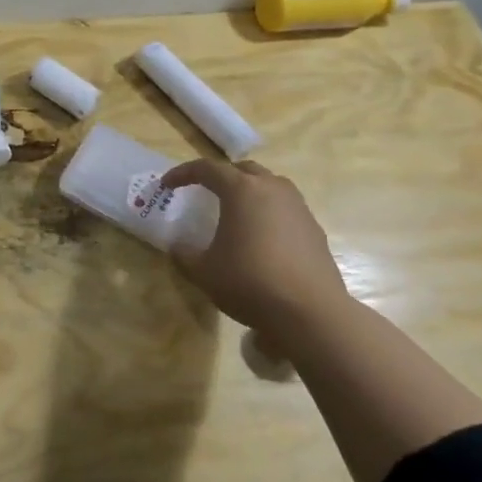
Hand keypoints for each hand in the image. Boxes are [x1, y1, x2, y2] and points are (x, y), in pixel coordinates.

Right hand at [161, 159, 349, 326]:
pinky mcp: (314, 228)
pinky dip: (268, 212)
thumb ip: (184, 254)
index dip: (183, 174)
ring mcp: (298, 207)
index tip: (167, 185)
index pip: (207, 169)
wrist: (310, 312)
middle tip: (205, 191)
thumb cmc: (249, 283)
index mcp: (242, 190)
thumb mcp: (203, 272)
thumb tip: (178, 246)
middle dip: (221, 176)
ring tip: (236, 212)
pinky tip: (262, 237)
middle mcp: (272, 189)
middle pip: (243, 169)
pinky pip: (286, 208)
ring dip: (249, 191)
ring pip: (270, 185)